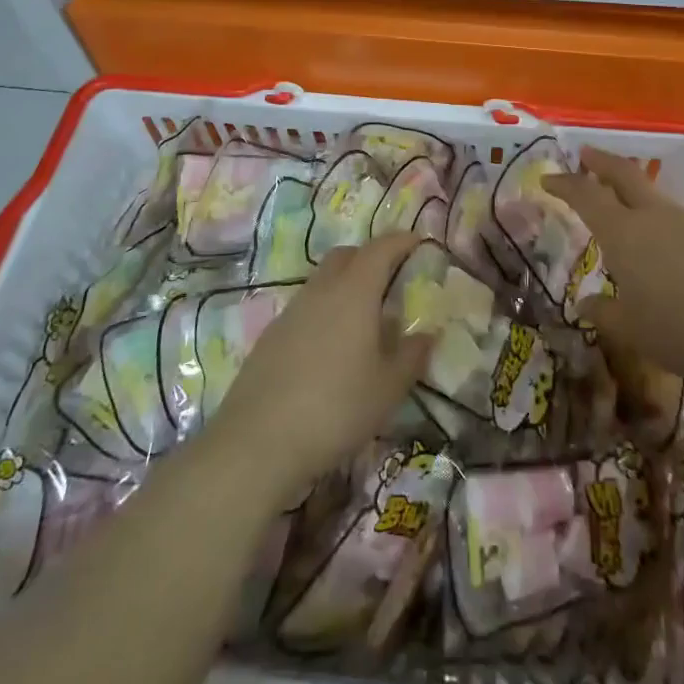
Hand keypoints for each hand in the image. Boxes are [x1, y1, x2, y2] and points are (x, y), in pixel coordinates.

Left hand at [212, 233, 432, 496]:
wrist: (257, 442)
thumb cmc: (336, 409)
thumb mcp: (388, 388)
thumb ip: (412, 355)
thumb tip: (426, 334)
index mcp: (354, 292)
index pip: (380, 249)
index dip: (401, 241)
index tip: (418, 243)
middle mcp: (321, 290)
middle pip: (346, 255)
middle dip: (371, 257)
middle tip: (391, 280)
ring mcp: (291, 310)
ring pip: (322, 280)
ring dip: (345, 285)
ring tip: (364, 320)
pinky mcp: (271, 335)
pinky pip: (305, 306)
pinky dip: (324, 310)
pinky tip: (331, 347)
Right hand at [547, 148, 683, 386]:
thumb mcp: (634, 331)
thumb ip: (606, 314)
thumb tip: (586, 304)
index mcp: (624, 233)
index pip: (586, 196)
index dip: (565, 184)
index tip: (548, 178)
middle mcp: (655, 216)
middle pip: (623, 175)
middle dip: (600, 161)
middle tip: (584, 153)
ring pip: (654, 197)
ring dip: (634, 194)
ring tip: (625, 211)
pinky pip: (680, 222)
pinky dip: (663, 224)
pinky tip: (668, 251)